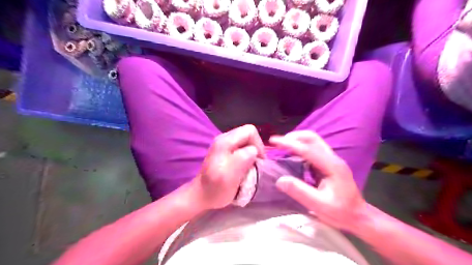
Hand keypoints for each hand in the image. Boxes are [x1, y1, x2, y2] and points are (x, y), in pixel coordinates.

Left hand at [192, 125, 264, 209]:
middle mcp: (224, 138)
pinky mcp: (224, 150)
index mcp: (225, 142)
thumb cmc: (215, 189)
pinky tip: (244, 167)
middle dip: (256, 148)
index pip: (250, 131)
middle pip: (248, 134)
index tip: (259, 161)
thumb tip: (254, 150)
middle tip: (256, 164)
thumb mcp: (230, 176)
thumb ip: (242, 159)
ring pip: (246, 141)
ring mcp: (223, 144)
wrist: (200, 195)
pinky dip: (246, 156)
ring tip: (251, 167)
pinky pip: (241, 147)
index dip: (258, 145)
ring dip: (251, 153)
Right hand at [269, 130, 368, 231]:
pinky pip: (313, 150)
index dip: (289, 143)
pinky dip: (300, 148)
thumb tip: (280, 180)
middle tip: (277, 143)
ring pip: (313, 142)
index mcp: (331, 166)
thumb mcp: (319, 205)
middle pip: (313, 138)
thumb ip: (299, 191)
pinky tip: (292, 156)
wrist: (358, 217)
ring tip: (281, 147)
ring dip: (297, 141)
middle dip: (293, 137)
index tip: (273, 141)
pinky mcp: (328, 164)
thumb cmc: (341, 212)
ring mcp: (331, 160)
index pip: (308, 149)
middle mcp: (332, 158)